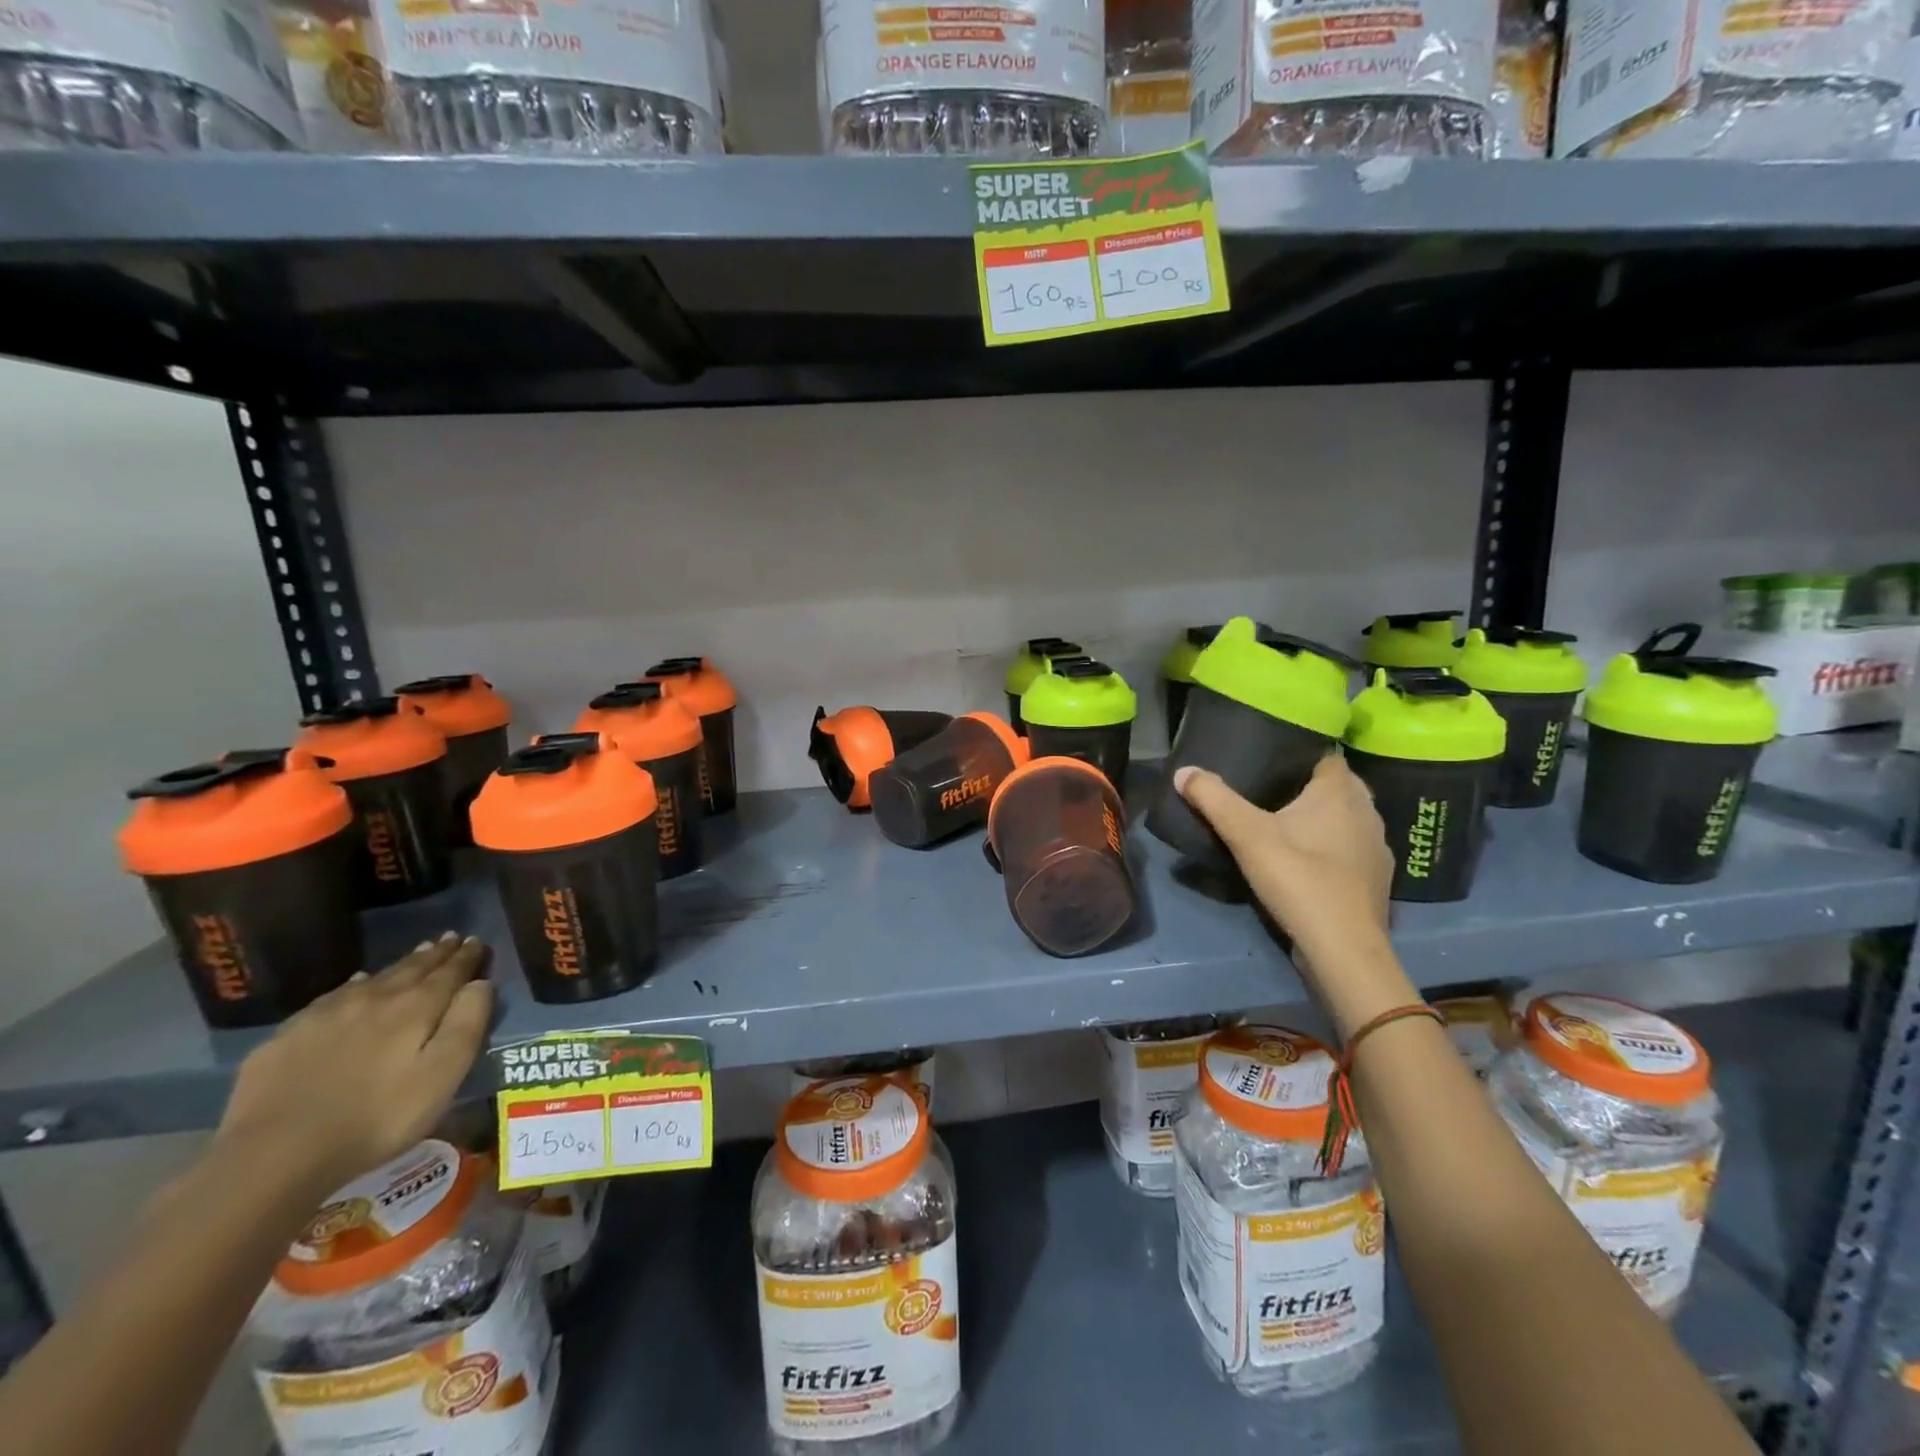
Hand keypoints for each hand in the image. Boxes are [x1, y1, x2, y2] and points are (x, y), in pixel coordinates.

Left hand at [215, 933, 494, 1197]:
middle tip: (450, 938)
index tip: (477, 940)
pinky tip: (355, 985)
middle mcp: (374, 998)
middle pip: (412, 968)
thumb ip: (468, 1024)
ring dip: (400, 965)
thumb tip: (481, 983)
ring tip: (416, 955)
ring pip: (374, 978)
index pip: (450, 972)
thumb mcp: (443, 1075)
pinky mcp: (288, 1035)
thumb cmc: (378, 1117)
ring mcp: (326, 1014)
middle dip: (436, 954)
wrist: (274, 1154)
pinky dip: (354, 985)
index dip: (467, 956)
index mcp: (416, 1007)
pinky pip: (333, 997)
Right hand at [1176, 755, 1404, 1030]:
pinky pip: (1353, 848)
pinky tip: (1309, 859)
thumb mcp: (1246, 835)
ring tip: (1288, 820)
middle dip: (1310, 784)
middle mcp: (1368, 811)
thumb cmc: (1298, 878)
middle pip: (1339, 785)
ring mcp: (1378, 847)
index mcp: (1340, 791)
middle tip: (1272, 788)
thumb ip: (1214, 799)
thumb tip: (1183, 771)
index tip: (1273, 755)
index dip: (1302, 751)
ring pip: (1349, 817)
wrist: (1343, 948)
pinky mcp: (1378, 878)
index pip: (1327, 755)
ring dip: (1325, 817)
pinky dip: (1334, 847)